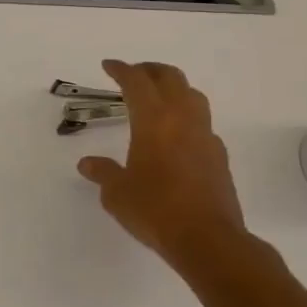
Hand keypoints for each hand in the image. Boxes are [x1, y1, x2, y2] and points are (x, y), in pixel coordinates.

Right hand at [76, 60, 270, 285]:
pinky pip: (202, 124)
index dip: (121, 69)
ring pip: (193, 96)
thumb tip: (88, 164)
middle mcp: (182, 119)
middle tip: (133, 74)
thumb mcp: (117, 192)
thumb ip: (103, 172)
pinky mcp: (219, 157)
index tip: (108, 66)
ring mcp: (205, 137)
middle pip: (171, 78)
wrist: (208, 240)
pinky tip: (176, 136)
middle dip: (150, 70)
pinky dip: (187, 117)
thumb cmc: (155, 209)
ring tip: (157, 98)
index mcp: (153, 120)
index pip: (136, 81)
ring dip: (174, 89)